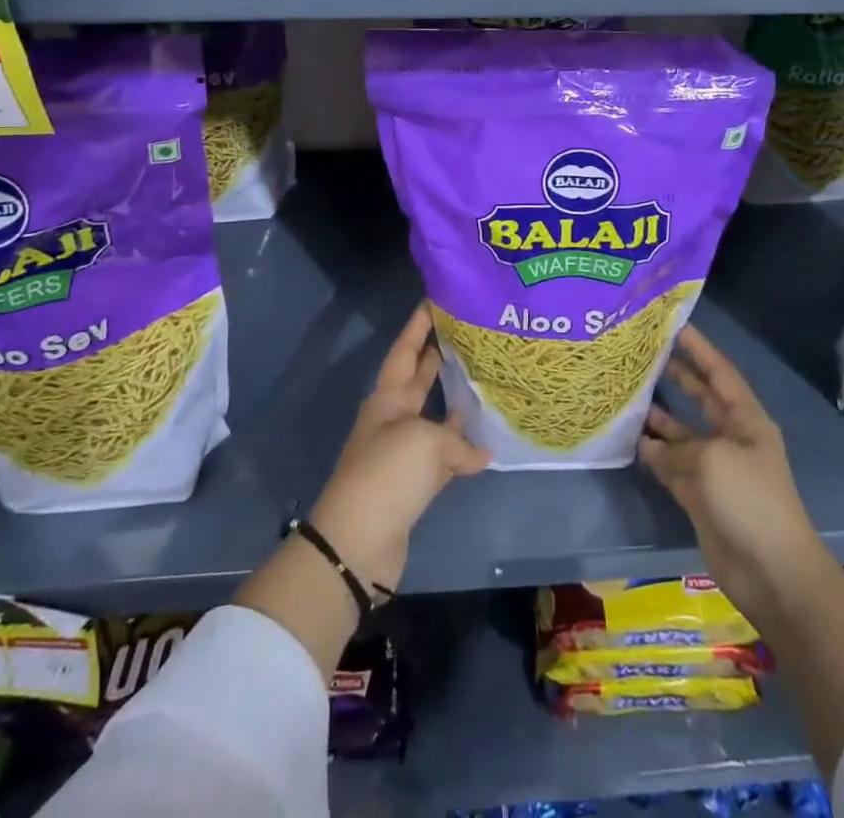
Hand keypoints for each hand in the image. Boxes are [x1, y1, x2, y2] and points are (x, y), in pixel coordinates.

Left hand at [309, 302, 490, 592]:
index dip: (417, 326)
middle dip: (436, 356)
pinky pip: (442, 456)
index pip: (404, 352)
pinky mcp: (412, 485)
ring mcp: (402, 452)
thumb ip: (457, 441)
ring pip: (433, 417)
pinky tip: (486, 447)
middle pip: (417, 379)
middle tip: (464, 333)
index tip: (434, 300)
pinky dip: (461, 450)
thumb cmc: (387, 476)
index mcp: (387, 400)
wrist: (357, 543)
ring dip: (453, 402)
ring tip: (484, 381)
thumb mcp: (426, 444)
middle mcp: (393, 419)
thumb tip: (481, 452)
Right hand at [639, 325, 821, 635]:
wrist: (772, 572)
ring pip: (682, 433)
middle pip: (701, 399)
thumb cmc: (750, 500)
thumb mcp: (713, 459)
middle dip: (678, 377)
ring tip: (628, 394)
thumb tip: (651, 443)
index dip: (700, 349)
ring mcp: (715, 469)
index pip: (720, 374)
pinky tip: (632, 440)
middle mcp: (731, 438)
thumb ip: (678, 445)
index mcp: (747, 421)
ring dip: (659, 417)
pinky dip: (654, 454)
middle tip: (645, 355)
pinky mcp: (700, 496)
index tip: (675, 325)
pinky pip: (673, 465)